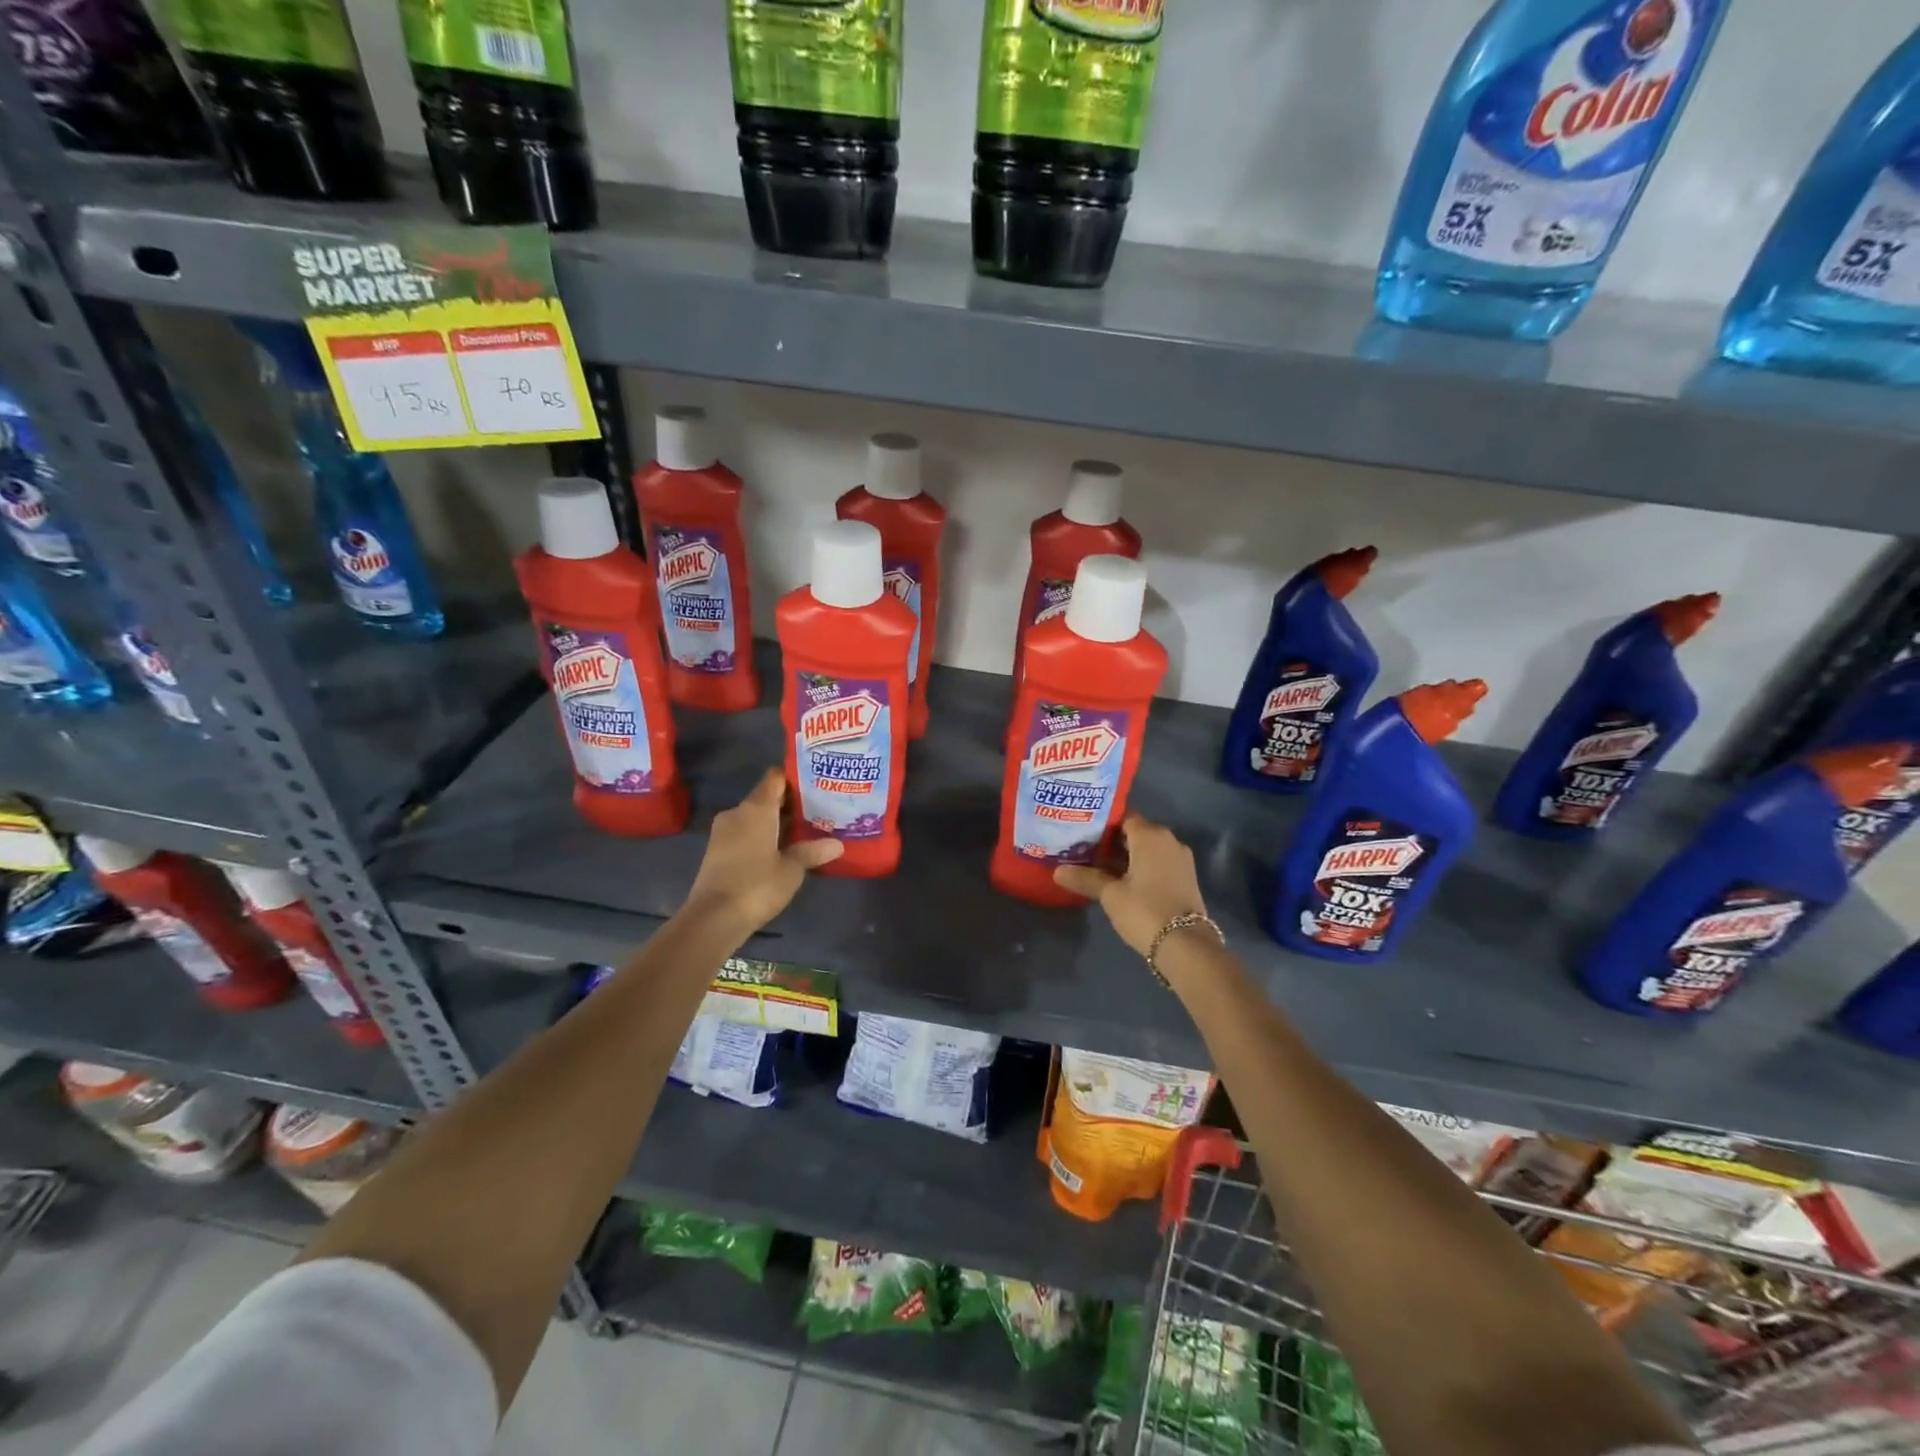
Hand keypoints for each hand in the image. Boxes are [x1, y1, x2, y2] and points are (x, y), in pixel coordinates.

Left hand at [684, 769, 841, 936]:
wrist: (713, 919)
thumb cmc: (756, 885)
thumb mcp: (792, 869)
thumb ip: (812, 851)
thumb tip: (838, 844)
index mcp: (756, 808)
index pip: (775, 777)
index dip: (794, 777)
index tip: (816, 783)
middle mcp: (737, 812)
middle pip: (766, 797)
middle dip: (790, 803)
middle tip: (819, 810)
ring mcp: (723, 832)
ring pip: (755, 817)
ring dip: (776, 822)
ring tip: (804, 831)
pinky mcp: (717, 850)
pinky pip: (745, 833)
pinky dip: (762, 836)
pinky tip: (780, 850)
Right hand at [1055, 814, 1209, 957]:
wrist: (1186, 945)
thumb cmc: (1145, 910)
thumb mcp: (1110, 894)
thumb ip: (1085, 878)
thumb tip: (1057, 871)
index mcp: (1151, 835)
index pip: (1123, 817)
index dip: (1101, 823)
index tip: (1081, 831)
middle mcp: (1169, 840)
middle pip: (1135, 833)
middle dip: (1111, 841)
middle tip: (1083, 850)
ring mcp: (1180, 860)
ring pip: (1147, 850)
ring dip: (1126, 857)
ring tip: (1097, 867)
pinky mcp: (1185, 878)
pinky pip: (1158, 863)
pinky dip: (1140, 868)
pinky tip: (1121, 881)